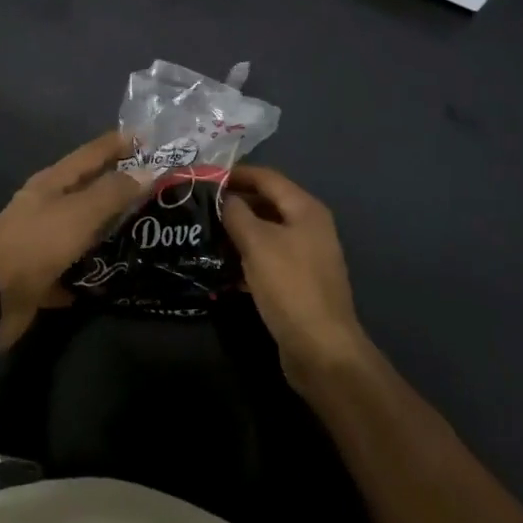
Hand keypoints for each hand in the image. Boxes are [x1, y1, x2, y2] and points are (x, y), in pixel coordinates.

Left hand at [0, 132, 148, 352]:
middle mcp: (46, 206)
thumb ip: (113, 192)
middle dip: (119, 187)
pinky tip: (115, 277)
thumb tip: (150, 170)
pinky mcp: (40, 275)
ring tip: (145, 231)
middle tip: (157, 188)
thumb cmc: (35, 245)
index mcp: (52, 182)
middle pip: (88, 190)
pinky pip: (73, 268)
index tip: (149, 138)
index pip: (91, 153)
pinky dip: (91, 271)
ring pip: (82, 229)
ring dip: (108, 229)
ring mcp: (41, 241)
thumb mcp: (79, 213)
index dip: (118, 143)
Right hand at [221, 166, 368, 384]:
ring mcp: (307, 256)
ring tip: (207, 234)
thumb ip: (237, 213)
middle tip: (201, 206)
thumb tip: (224, 198)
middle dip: (236, 203)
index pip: (267, 177)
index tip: (206, 177)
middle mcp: (310, 227)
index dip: (237, 174)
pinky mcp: (299, 283)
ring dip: (239, 232)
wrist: (321, 349)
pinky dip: (248, 258)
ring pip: (266, 233)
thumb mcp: (257, 243)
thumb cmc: (289, 285)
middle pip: (268, 203)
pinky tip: (224, 267)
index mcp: (305, 209)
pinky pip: (269, 259)